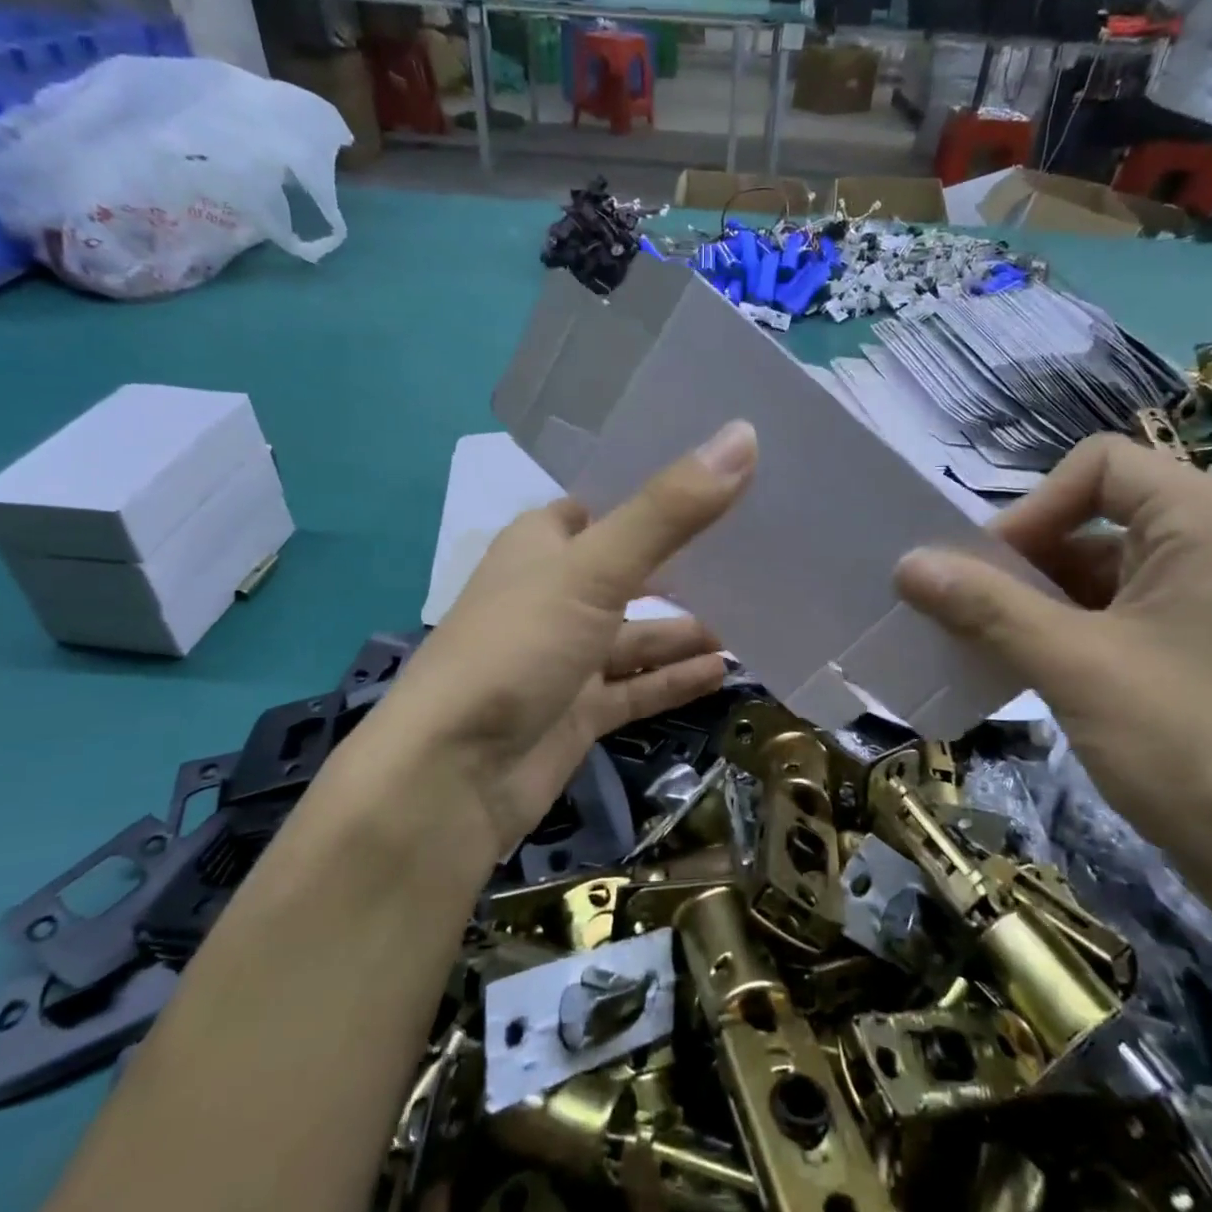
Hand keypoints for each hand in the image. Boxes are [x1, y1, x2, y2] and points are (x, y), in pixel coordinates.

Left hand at [368, 422, 758, 861]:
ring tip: (754, 617)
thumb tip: (743, 434)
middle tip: (760, 547)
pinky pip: (637, 689)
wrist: (452, 777)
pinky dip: (674, 680)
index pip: (606, 502)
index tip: (725, 474)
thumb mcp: (594, 571)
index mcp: (542, 544)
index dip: (659, 489)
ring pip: (638, 634)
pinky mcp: (577, 712)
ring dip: (687, 629)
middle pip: (631, 569)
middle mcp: (553, 594)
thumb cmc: (517, 648)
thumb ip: (669, 512)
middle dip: (687, 564)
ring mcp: (565, 657)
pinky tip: (722, 671)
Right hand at [896, 435, 1211, 923]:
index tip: (990, 571)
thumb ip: (986, 606)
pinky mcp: (1207, 640)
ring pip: (1102, 564)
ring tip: (991, 644)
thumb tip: (906, 565)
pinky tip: (1030, 667)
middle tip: (975, 611)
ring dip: (1038, 597)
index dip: (1033, 508)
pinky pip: (1120, 607)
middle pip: (1096, 512)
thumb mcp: (1074, 667)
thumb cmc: (1193, 747)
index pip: (1097, 465)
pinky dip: (1068, 626)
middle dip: (1027, 557)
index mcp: (1206, 520)